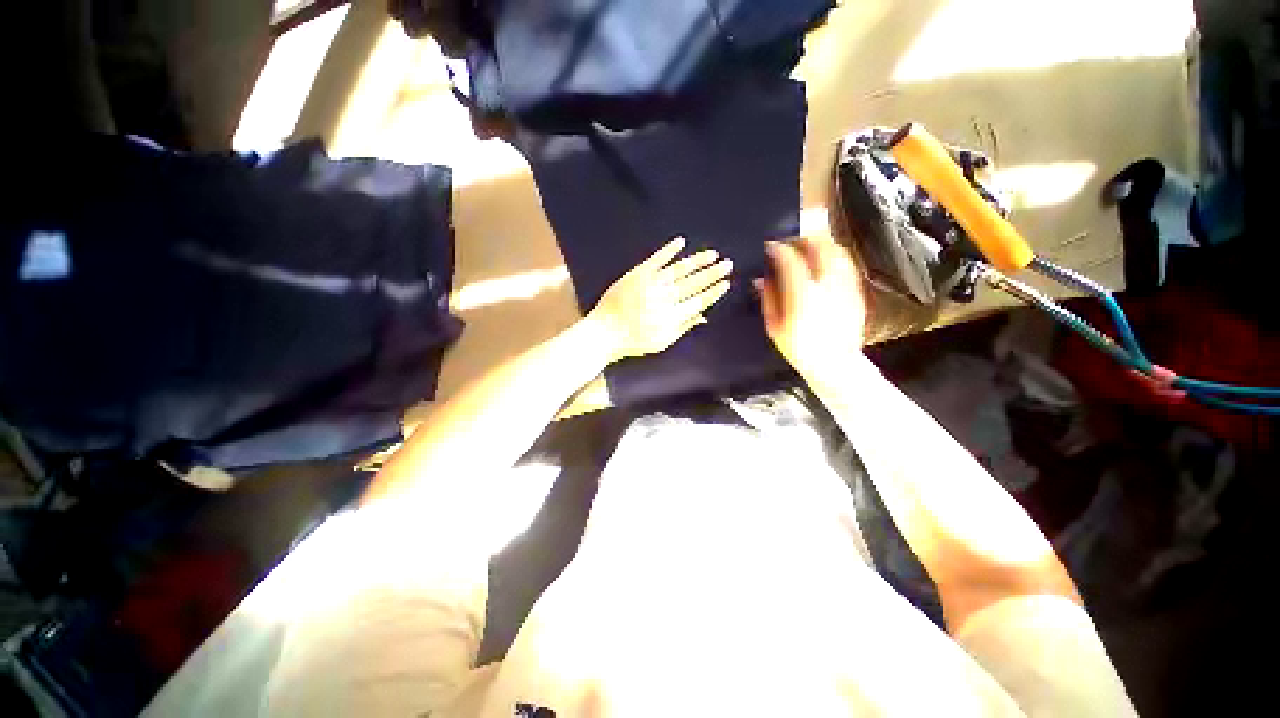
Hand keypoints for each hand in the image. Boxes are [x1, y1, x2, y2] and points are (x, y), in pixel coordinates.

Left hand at [588, 236, 732, 361]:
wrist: (605, 332)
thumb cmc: (634, 342)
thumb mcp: (662, 342)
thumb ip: (683, 327)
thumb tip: (704, 316)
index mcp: (672, 316)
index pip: (699, 301)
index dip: (713, 292)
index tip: (726, 283)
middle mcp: (665, 297)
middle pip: (693, 283)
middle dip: (712, 274)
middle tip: (727, 264)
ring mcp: (651, 283)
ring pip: (679, 269)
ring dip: (697, 261)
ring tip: (712, 254)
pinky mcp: (637, 274)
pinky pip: (656, 259)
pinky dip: (668, 250)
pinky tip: (680, 242)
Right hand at [756, 237, 867, 381]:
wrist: (835, 363)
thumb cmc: (799, 348)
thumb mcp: (774, 327)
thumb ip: (768, 299)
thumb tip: (760, 279)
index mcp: (802, 294)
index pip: (789, 259)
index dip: (777, 248)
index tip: (769, 247)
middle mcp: (826, 284)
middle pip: (817, 246)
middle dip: (801, 238)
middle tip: (789, 242)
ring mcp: (844, 285)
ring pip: (835, 250)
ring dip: (819, 243)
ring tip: (806, 246)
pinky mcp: (855, 290)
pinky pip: (846, 263)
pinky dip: (833, 255)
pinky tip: (824, 261)